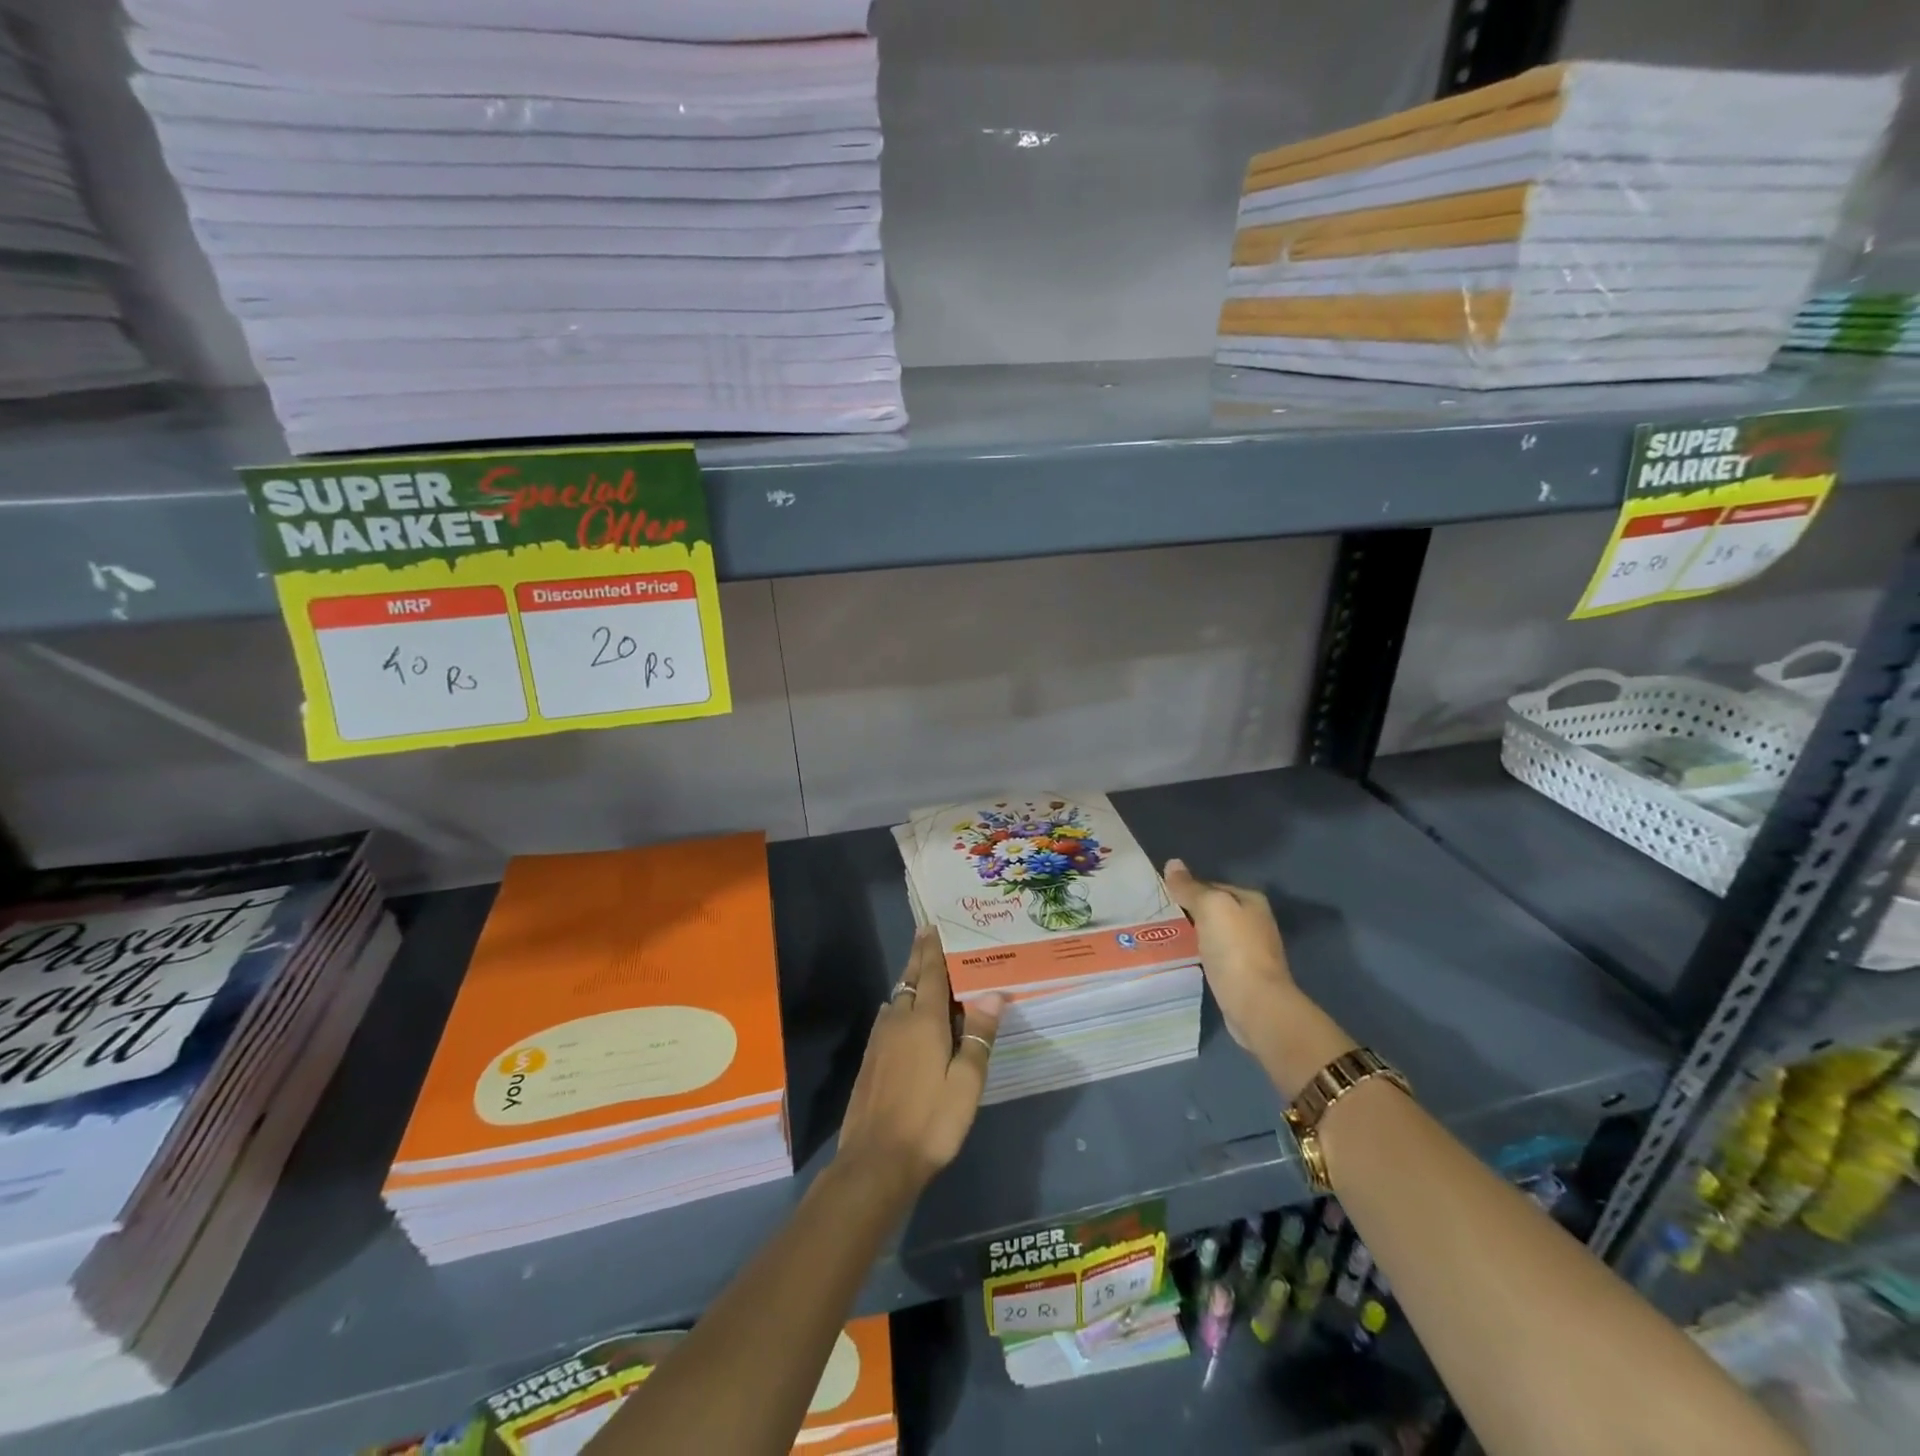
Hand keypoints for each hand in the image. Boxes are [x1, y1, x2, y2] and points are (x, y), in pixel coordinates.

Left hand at [835, 927, 1005, 1202]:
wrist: (876, 1161)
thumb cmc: (931, 1121)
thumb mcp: (966, 1083)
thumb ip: (979, 1037)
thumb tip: (992, 994)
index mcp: (924, 1022)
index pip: (930, 975)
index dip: (932, 950)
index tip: (932, 927)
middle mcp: (898, 1021)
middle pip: (909, 980)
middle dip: (918, 957)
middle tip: (924, 935)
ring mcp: (880, 1041)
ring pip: (896, 999)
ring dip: (908, 981)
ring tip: (921, 972)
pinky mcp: (870, 1060)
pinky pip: (887, 1018)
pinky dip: (898, 1005)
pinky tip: (900, 1013)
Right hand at [1165, 859, 1349, 1097]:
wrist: (1256, 1004)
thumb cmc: (1234, 948)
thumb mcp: (1209, 907)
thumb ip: (1190, 887)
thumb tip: (1172, 863)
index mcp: (1251, 901)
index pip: (1213, 885)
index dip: (1188, 889)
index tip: (1164, 898)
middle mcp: (1256, 922)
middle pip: (1215, 910)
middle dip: (1191, 912)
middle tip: (1160, 917)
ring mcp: (1251, 950)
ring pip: (1215, 933)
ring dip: (1195, 934)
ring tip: (1167, 936)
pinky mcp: (1243, 975)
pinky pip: (1216, 956)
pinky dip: (1201, 954)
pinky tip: (1186, 958)